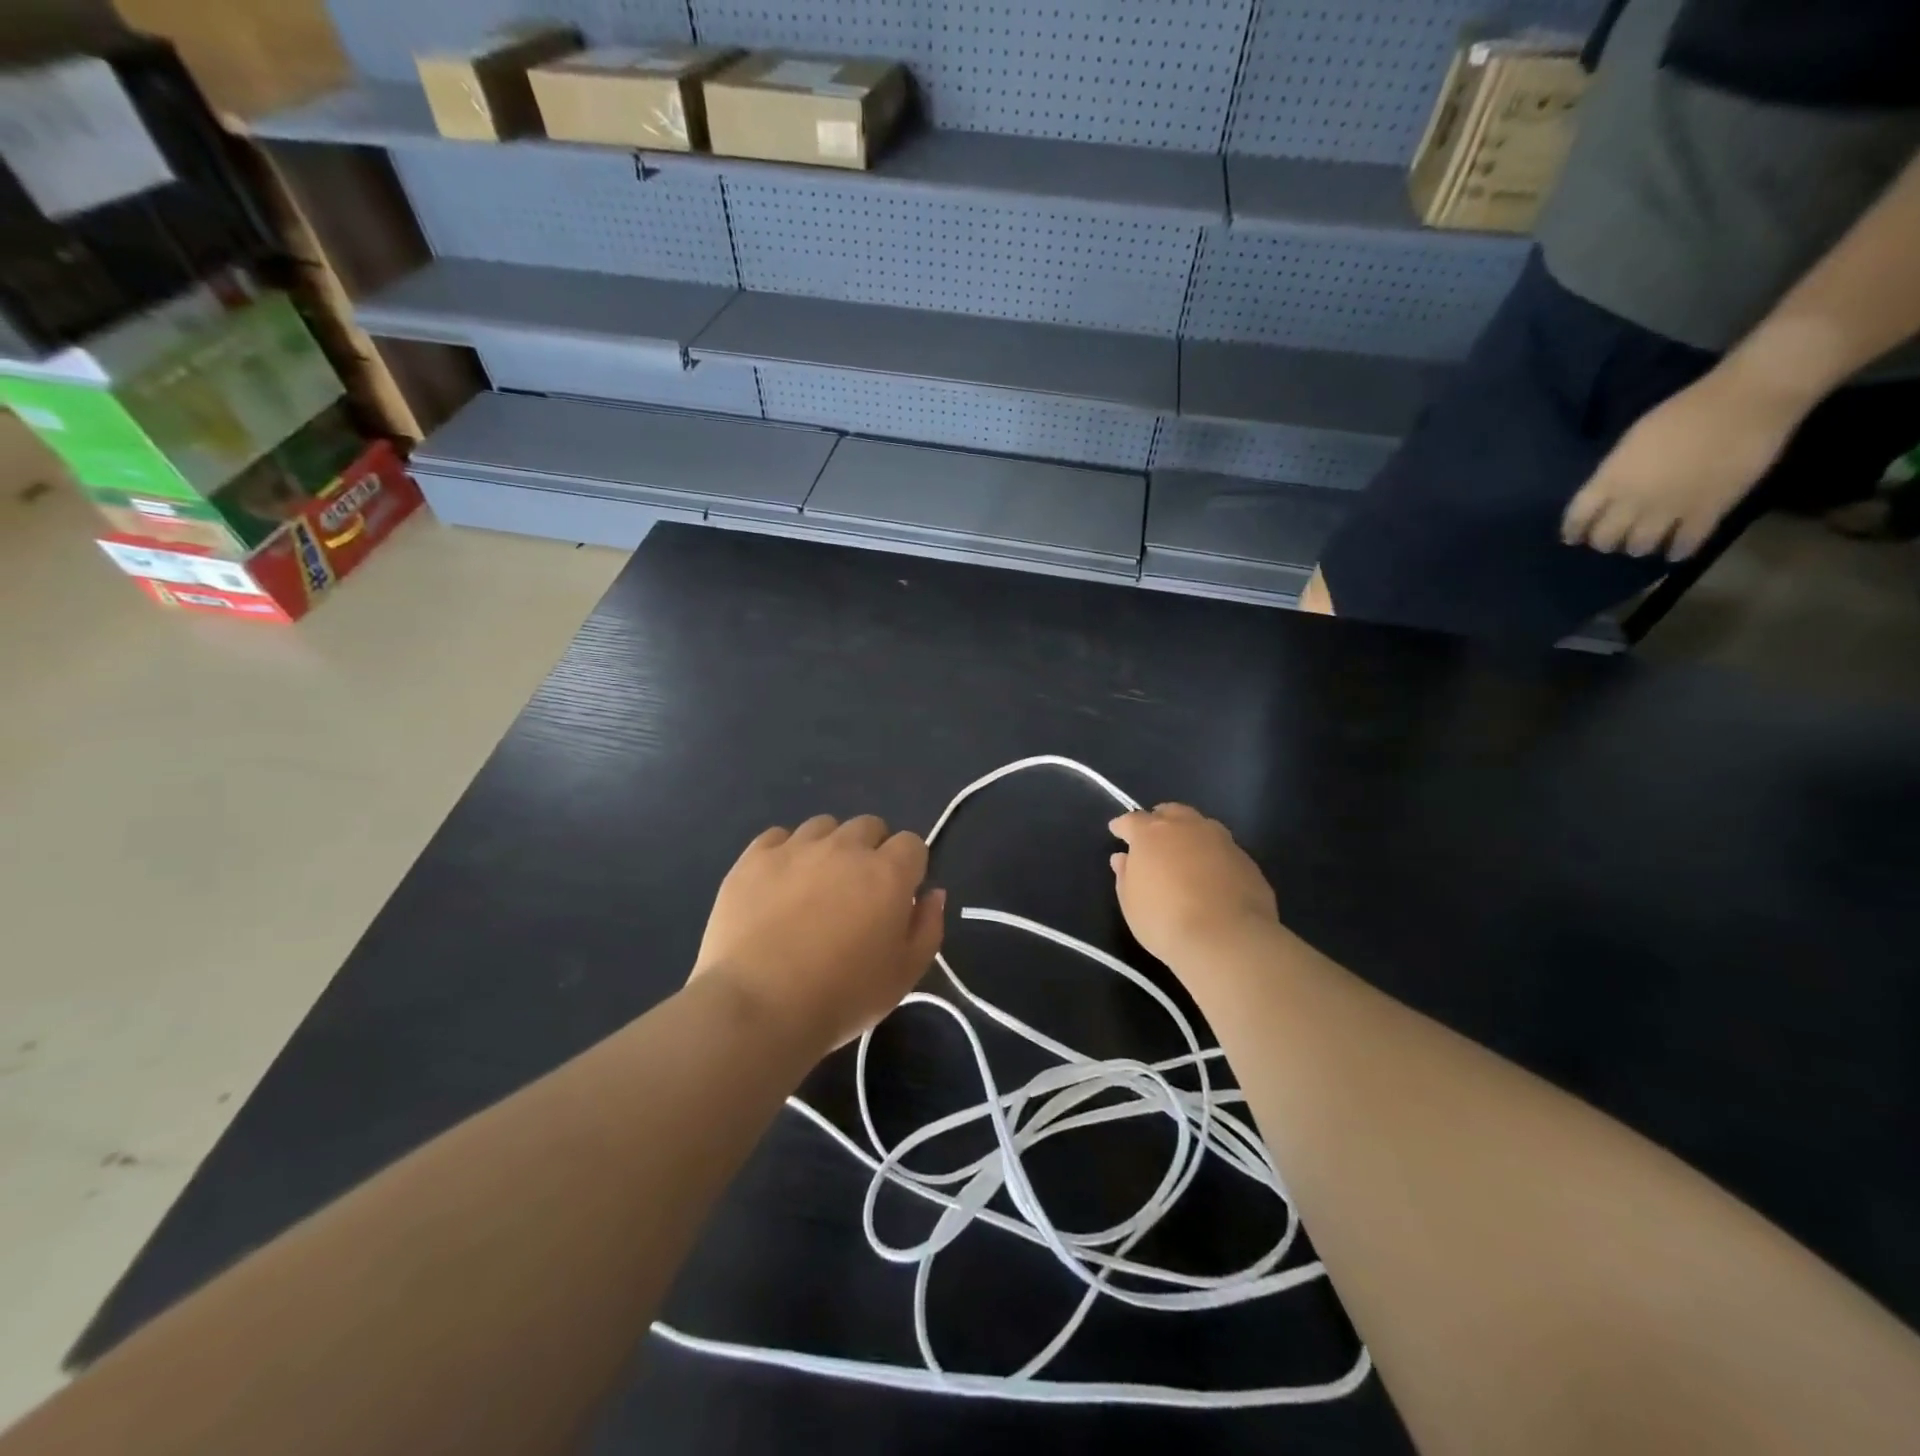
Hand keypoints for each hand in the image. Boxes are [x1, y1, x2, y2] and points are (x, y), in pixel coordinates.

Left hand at [693, 815, 944, 1053]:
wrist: (759, 1007)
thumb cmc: (843, 996)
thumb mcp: (905, 975)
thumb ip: (928, 927)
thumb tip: (932, 893)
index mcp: (888, 872)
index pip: (911, 843)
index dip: (908, 868)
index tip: (897, 897)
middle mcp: (845, 848)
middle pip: (869, 826)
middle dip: (870, 851)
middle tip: (857, 892)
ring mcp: (796, 848)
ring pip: (823, 826)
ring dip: (829, 847)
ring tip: (815, 886)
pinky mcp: (754, 858)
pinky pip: (777, 836)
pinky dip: (784, 853)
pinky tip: (778, 884)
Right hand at [1109, 804, 1279, 969]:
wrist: (1227, 939)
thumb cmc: (1165, 920)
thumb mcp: (1131, 903)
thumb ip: (1126, 875)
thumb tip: (1123, 858)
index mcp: (1152, 833)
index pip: (1132, 820)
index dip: (1122, 826)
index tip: (1117, 831)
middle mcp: (1188, 827)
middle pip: (1171, 813)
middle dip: (1159, 820)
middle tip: (1153, 837)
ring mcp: (1221, 841)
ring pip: (1202, 826)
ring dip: (1190, 835)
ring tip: (1185, 854)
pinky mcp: (1247, 860)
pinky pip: (1223, 850)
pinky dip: (1213, 856)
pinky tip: (1213, 877)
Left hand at [1561, 367, 1803, 560]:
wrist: (1746, 401)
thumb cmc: (1683, 412)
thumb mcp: (1630, 443)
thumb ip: (1614, 472)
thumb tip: (1606, 494)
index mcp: (1611, 480)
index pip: (1577, 517)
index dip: (1573, 531)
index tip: (1573, 538)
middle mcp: (1633, 500)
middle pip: (1605, 538)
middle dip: (1606, 542)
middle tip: (1612, 540)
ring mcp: (1670, 508)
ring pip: (1640, 546)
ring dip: (1638, 547)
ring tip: (1643, 544)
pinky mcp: (1709, 510)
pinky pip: (1685, 543)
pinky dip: (1678, 551)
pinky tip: (1675, 552)